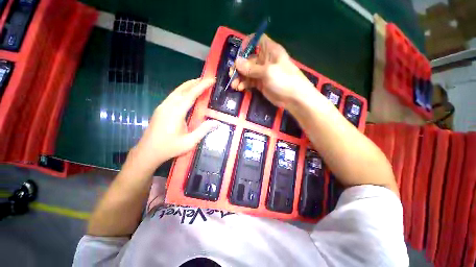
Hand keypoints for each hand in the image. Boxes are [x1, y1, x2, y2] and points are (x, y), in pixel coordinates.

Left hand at [130, 78, 218, 172]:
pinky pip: (174, 96)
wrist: (148, 152)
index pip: (191, 94)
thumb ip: (203, 130)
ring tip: (199, 84)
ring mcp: (163, 106)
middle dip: (195, 82)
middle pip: (182, 89)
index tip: (211, 80)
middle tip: (207, 80)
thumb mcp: (189, 142)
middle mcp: (168, 106)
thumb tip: (216, 122)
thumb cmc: (169, 148)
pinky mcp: (161, 109)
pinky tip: (188, 94)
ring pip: (177, 91)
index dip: (202, 86)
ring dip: (188, 86)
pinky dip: (183, 91)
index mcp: (176, 112)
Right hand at [230, 34, 313, 107]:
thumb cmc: (284, 80)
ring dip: (239, 78)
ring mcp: (262, 73)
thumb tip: (236, 62)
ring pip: (247, 72)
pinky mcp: (260, 83)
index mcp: (269, 50)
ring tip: (234, 85)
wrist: (294, 98)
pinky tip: (240, 88)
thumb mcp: (268, 72)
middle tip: (232, 75)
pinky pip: (249, 81)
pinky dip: (244, 84)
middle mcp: (264, 60)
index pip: (256, 40)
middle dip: (239, 67)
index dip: (246, 44)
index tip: (239, 55)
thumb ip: (251, 68)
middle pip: (248, 59)